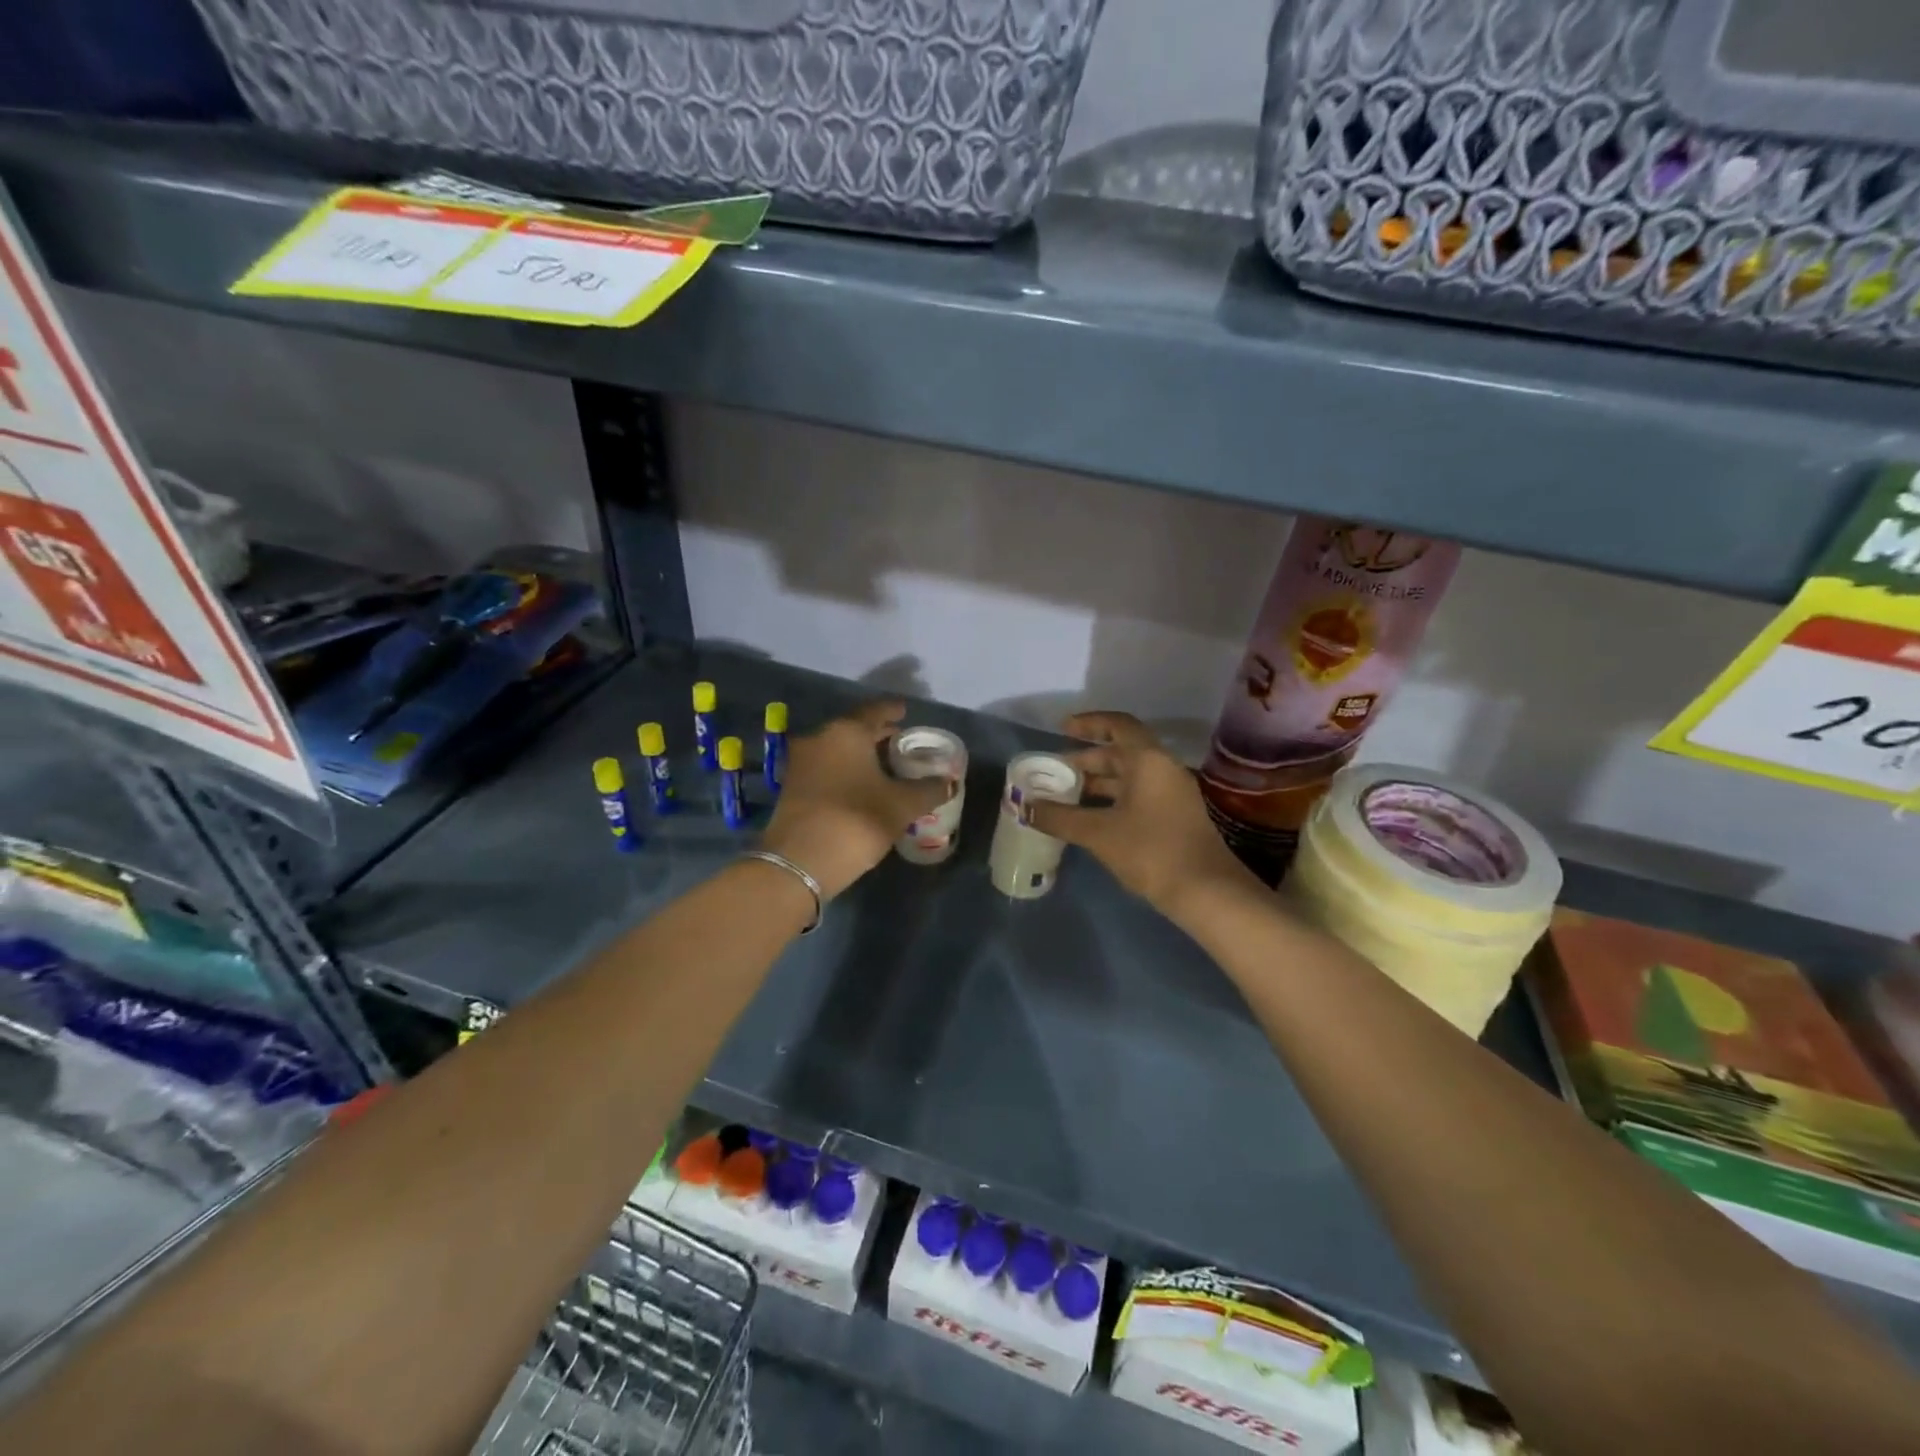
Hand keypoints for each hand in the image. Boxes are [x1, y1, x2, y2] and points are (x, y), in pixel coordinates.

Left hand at [760, 701, 953, 899]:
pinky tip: (861, 785)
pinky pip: (825, 767)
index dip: (893, 710)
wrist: (799, 862)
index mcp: (847, 732)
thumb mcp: (901, 806)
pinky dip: (845, 770)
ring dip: (860, 754)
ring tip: (885, 765)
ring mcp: (801, 763)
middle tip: (900, 740)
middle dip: (877, 734)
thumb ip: (928, 790)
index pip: (875, 710)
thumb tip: (949, 783)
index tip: (905, 711)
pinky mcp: (791, 787)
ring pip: (837, 749)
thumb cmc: (856, 821)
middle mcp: (819, 738)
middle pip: (854, 729)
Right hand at [1026, 712, 1256, 915]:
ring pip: (1129, 777)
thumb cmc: (1151, 851)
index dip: (1088, 723)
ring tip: (1065, 795)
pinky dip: (1111, 799)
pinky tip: (1090, 818)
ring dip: (1098, 782)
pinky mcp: (1173, 817)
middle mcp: (1163, 769)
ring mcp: (1171, 794)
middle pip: (1121, 752)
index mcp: (1148, 760)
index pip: (1117, 725)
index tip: (1062, 729)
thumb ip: (1059, 817)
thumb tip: (1023, 806)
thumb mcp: (1098, 833)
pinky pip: (1137, 795)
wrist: (1206, 892)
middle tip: (1054, 772)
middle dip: (1086, 759)